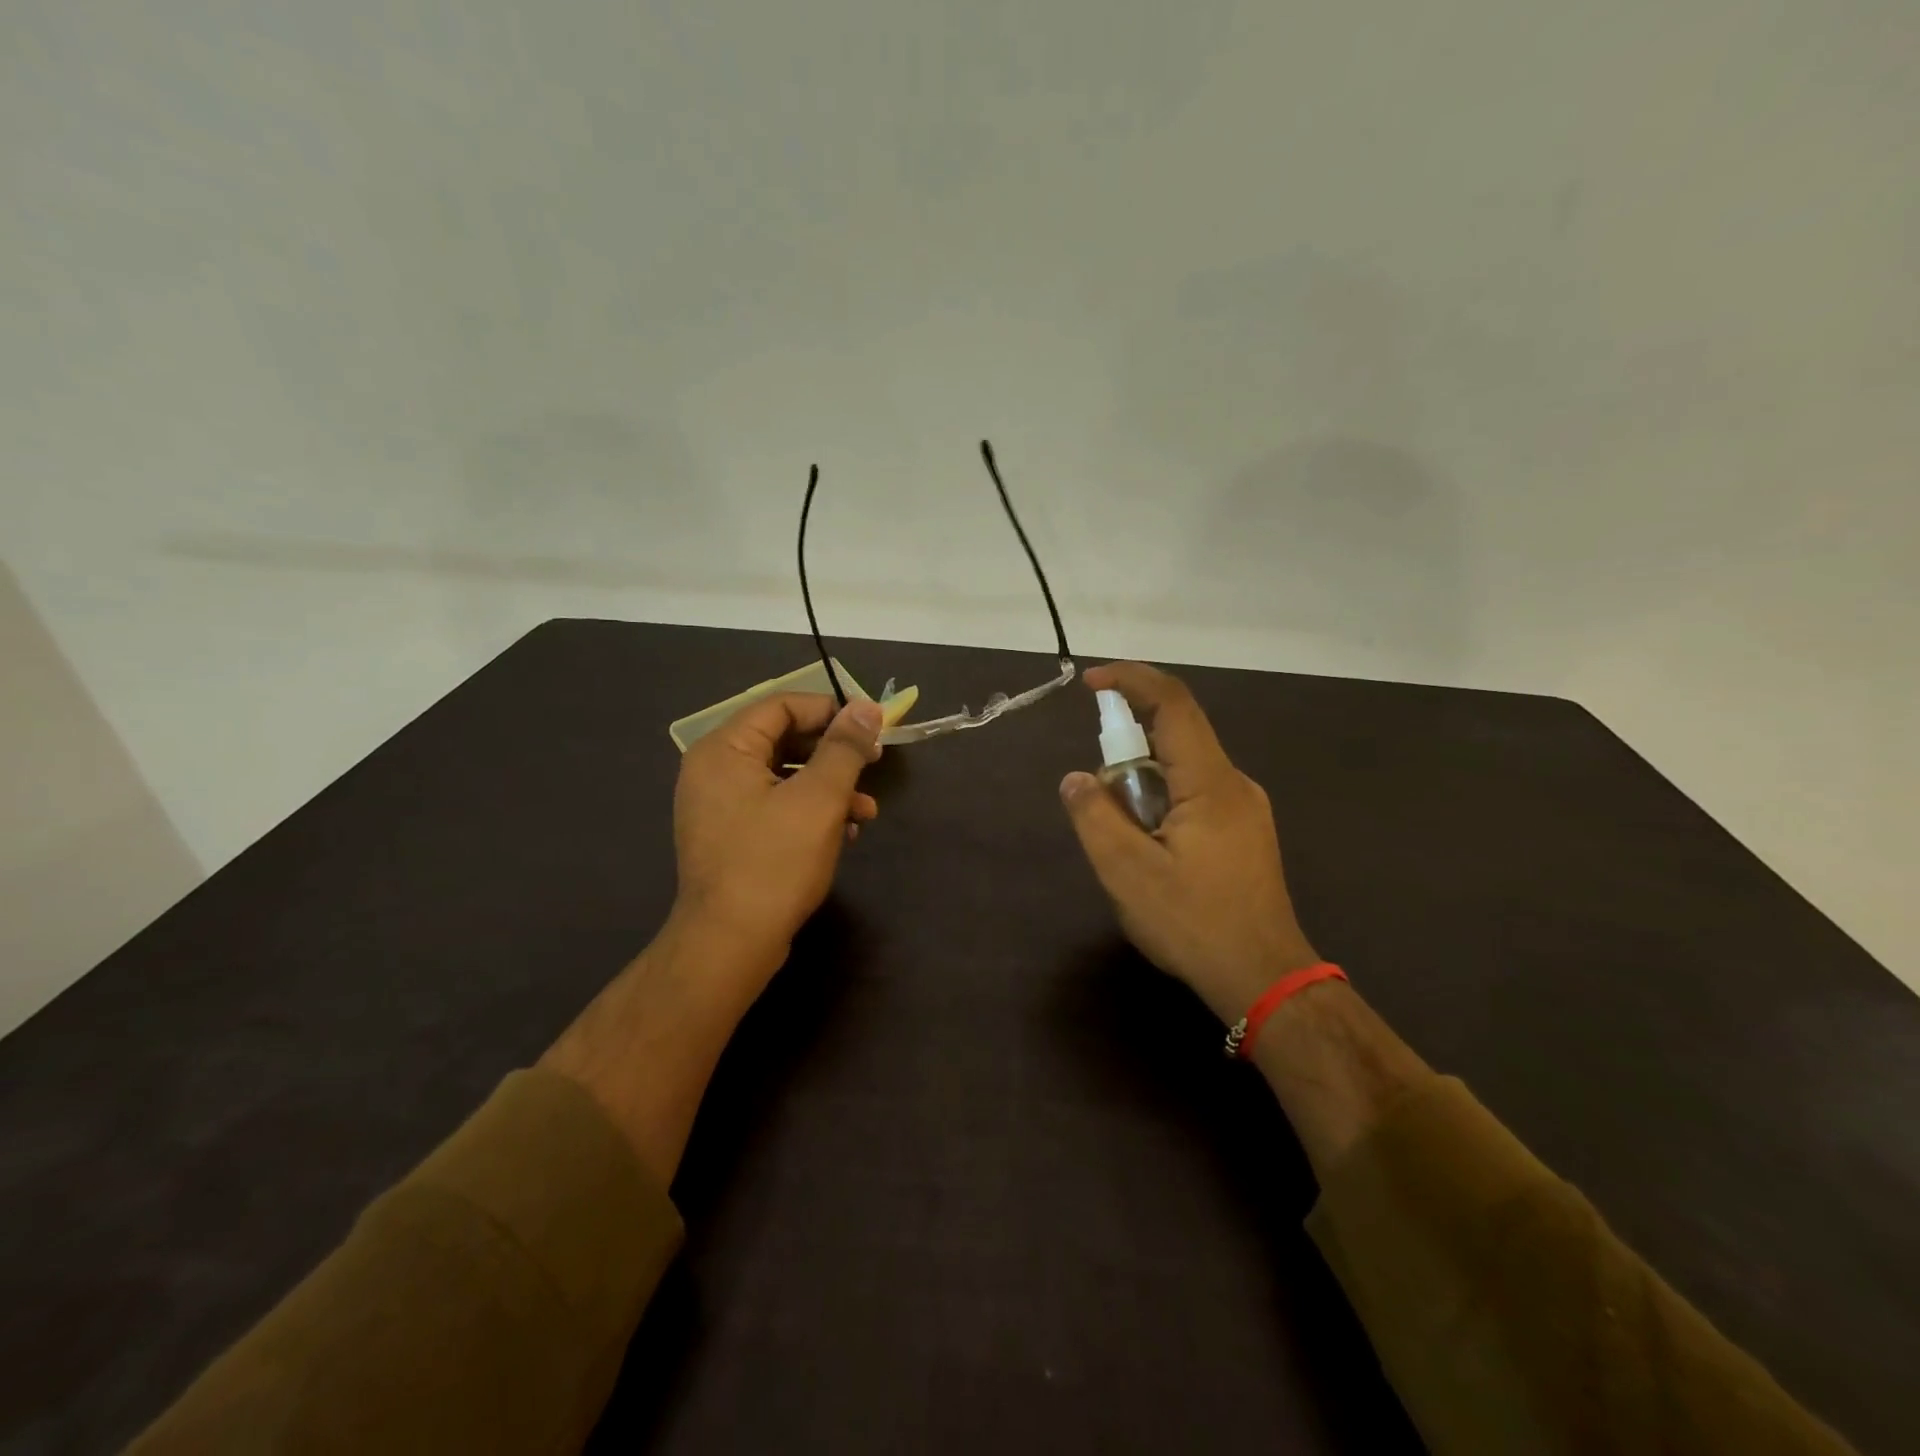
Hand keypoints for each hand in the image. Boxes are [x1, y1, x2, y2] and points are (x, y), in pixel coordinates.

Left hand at [670, 693, 882, 985]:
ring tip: (867, 811)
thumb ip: (844, 747)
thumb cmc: (774, 863)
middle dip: (834, 753)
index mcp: (724, 749)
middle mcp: (714, 770)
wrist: (730, 945)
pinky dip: (811, 812)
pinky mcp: (731, 836)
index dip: (831, 710)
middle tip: (874, 763)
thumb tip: (866, 707)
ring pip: (784, 777)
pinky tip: (844, 834)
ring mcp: (720, 806)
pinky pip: (776, 806)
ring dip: (830, 787)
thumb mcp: (819, 798)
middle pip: (784, 740)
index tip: (872, 727)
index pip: (782, 705)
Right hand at [1060, 662, 1318, 1023]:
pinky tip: (1153, 854)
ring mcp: (1245, 809)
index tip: (1089, 683)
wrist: (1266, 979)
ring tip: (1127, 845)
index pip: (1172, 704)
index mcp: (1210, 783)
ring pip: (1182, 771)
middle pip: (1175, 738)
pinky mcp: (1245, 832)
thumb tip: (1075, 778)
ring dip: (1142, 788)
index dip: (1130, 680)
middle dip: (1126, 754)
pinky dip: (1161, 805)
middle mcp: (1234, 784)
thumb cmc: (1195, 924)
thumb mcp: (1127, 874)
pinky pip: (1195, 795)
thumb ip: (1095, 817)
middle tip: (1101, 804)